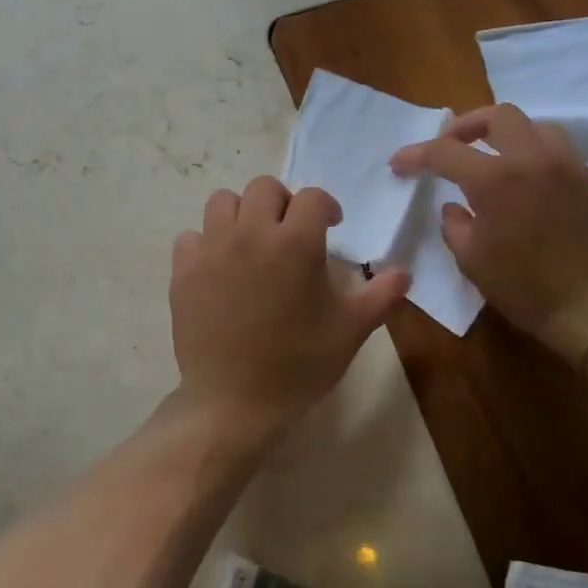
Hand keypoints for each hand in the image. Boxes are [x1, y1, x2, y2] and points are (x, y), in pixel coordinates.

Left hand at [170, 177, 410, 436]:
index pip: (312, 197)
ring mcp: (211, 249)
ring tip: (251, 243)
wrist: (234, 401)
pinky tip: (218, 268)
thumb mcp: (349, 331)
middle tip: (290, 231)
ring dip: (241, 214)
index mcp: (295, 244)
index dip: (326, 207)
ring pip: (222, 202)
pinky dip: (205, 243)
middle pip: (263, 187)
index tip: (330, 226)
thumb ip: (380, 295)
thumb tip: (404, 272)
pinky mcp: (183, 269)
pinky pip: (191, 236)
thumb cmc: (298, 366)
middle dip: (283, 202)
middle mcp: (250, 234)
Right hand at [391, 105, 587, 364]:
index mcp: (497, 179)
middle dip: (468, 125)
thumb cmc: (527, 289)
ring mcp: (576, 171)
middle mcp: (537, 162)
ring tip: (499, 162)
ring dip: (511, 139)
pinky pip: (568, 163)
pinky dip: (543, 169)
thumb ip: (456, 226)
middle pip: (500, 115)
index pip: (445, 151)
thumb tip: (456, 208)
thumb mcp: (472, 261)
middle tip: (454, 146)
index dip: (416, 154)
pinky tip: (538, 197)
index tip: (400, 164)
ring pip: (540, 130)